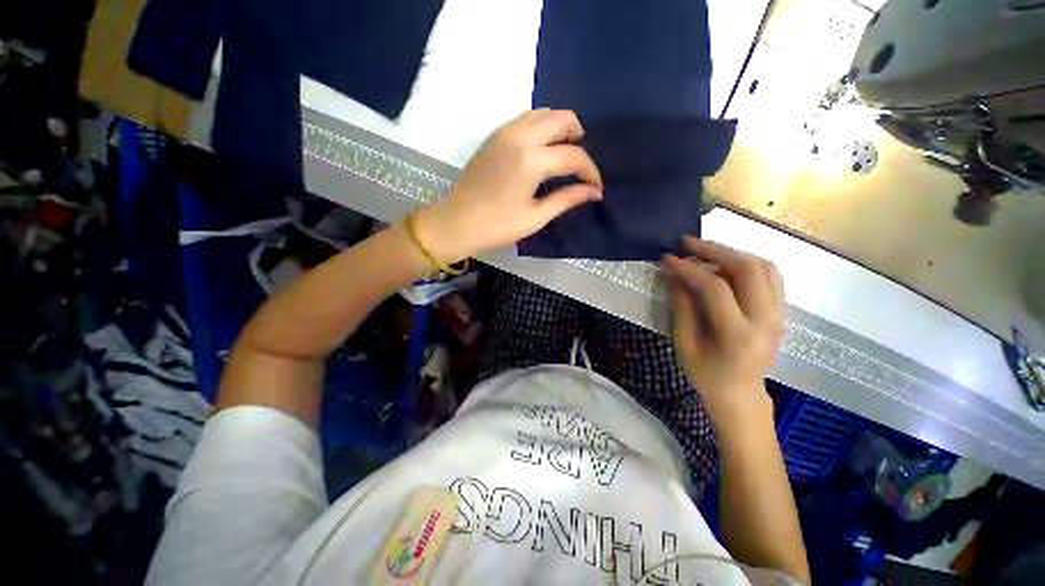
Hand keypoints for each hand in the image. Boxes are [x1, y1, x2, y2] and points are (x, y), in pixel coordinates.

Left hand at [414, 109, 602, 262]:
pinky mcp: (495, 135)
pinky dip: (542, 128)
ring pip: (543, 113)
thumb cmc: (498, 225)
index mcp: (532, 160)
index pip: (573, 155)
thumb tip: (595, 192)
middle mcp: (520, 136)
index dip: (590, 170)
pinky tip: (541, 151)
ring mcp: (505, 132)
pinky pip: (526, 119)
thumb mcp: (536, 216)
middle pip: (562, 118)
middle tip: (579, 165)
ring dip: (559, 129)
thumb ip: (567, 199)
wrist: (458, 221)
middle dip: (578, 138)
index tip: (596, 186)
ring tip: (562, 155)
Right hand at [664, 238, 784, 425]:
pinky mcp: (782, 312)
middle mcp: (766, 320)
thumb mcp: (684, 344)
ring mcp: (779, 315)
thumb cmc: (706, 374)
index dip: (689, 269)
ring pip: (765, 267)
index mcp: (737, 335)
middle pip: (749, 269)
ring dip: (733, 253)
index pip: (715, 288)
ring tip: (706, 253)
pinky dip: (747, 263)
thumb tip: (677, 275)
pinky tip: (727, 266)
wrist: (740, 394)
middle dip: (715, 250)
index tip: (668, 258)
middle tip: (688, 244)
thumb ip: (682, 307)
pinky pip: (771, 276)